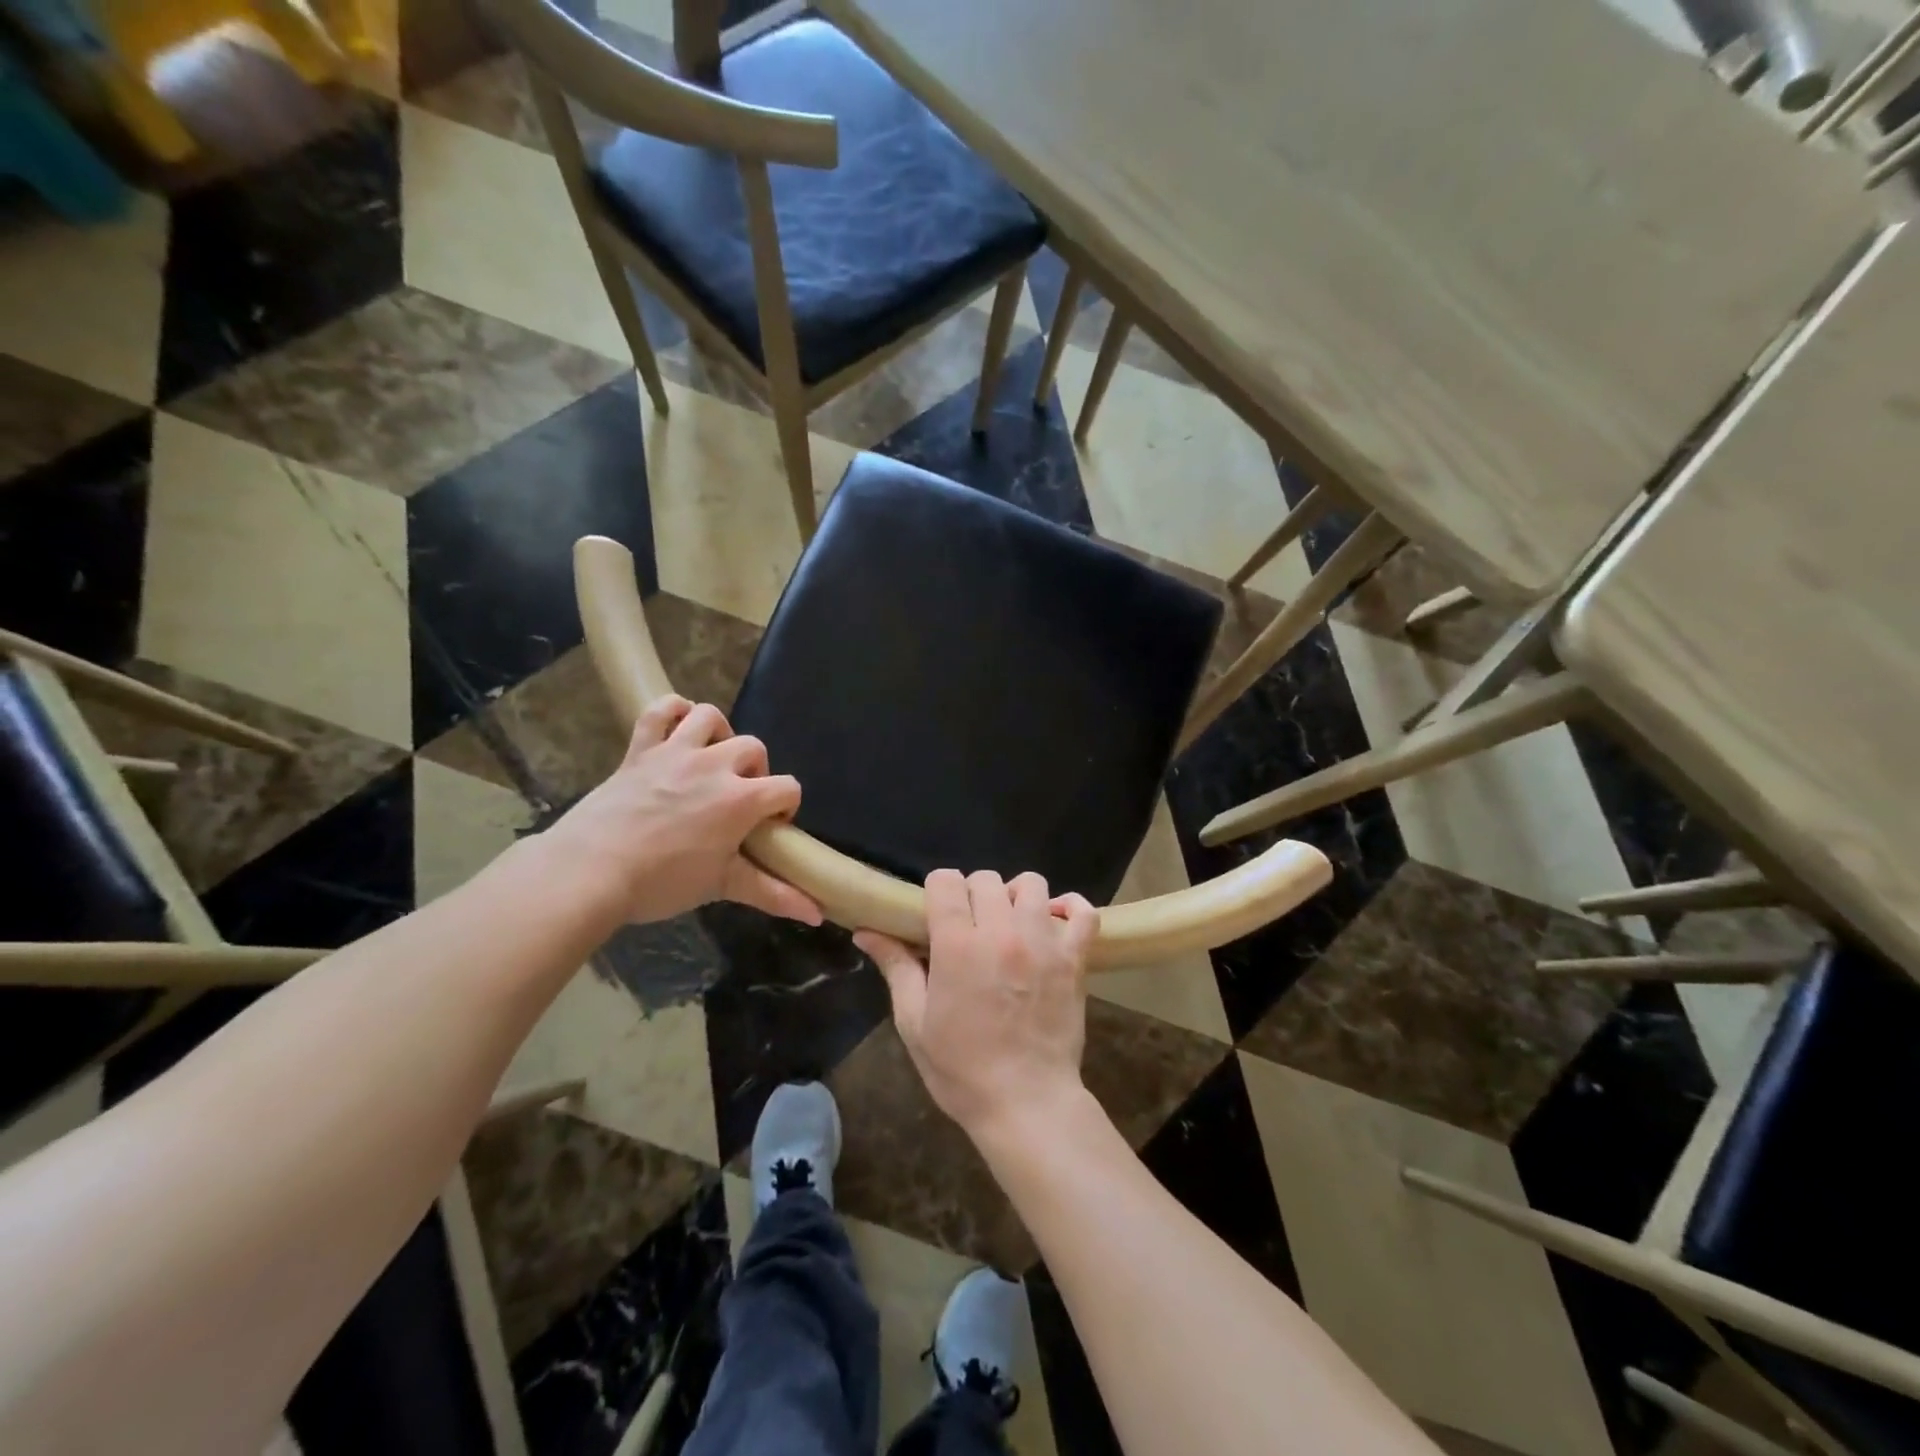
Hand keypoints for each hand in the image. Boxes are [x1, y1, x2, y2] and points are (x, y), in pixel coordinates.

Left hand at [546, 696, 821, 926]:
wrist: (590, 871)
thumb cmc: (662, 881)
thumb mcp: (723, 887)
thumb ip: (775, 895)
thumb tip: (819, 914)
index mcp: (741, 799)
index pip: (787, 787)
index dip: (786, 807)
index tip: (768, 828)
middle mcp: (715, 765)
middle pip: (755, 748)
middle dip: (756, 771)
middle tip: (738, 800)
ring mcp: (676, 752)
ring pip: (710, 716)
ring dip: (719, 733)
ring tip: (713, 759)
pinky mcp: (641, 749)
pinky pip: (659, 710)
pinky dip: (672, 711)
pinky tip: (679, 727)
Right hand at [856, 870, 1096, 1142]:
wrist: (1027, 1105)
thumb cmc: (962, 1069)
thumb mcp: (914, 1022)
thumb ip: (896, 967)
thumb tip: (866, 931)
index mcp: (957, 945)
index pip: (946, 881)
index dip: (937, 892)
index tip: (936, 915)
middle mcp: (1002, 932)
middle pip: (985, 879)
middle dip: (972, 895)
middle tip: (969, 928)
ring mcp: (1044, 942)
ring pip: (1032, 885)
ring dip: (1015, 897)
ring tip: (1010, 925)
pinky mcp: (1074, 958)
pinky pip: (1083, 912)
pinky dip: (1070, 910)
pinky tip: (1054, 925)